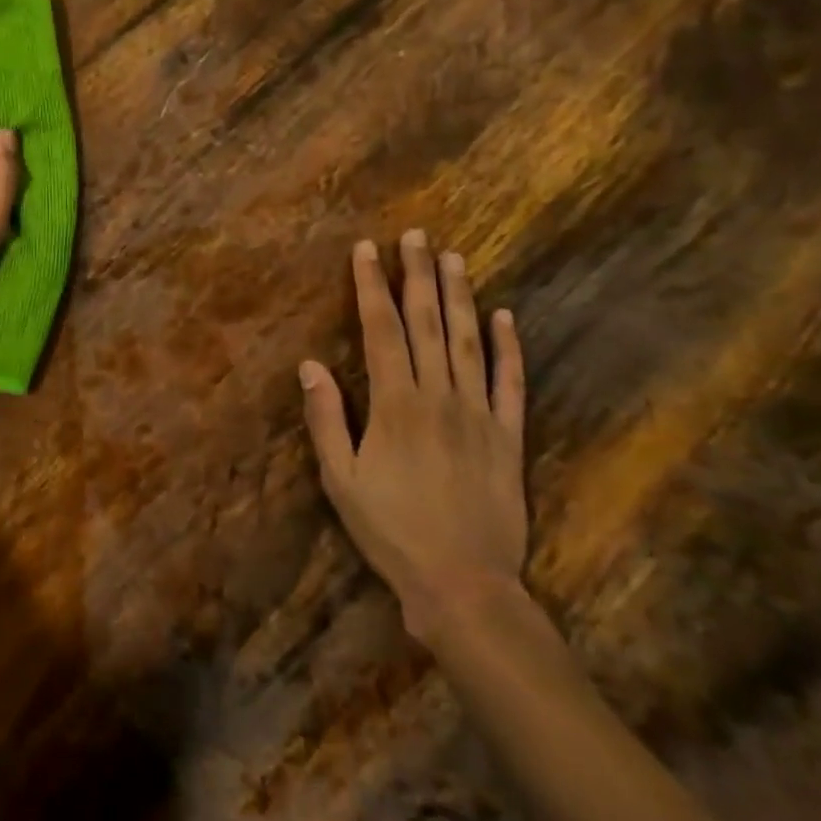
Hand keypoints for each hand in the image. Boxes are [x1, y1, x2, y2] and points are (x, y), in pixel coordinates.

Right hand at [299, 231, 527, 642]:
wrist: (464, 586)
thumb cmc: (391, 531)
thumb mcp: (340, 479)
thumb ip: (326, 418)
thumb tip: (310, 363)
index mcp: (395, 404)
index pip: (382, 330)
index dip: (371, 286)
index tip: (367, 250)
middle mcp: (438, 396)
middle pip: (427, 323)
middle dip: (417, 275)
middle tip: (415, 235)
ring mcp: (479, 413)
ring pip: (468, 341)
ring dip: (460, 296)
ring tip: (453, 257)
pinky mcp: (509, 436)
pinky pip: (511, 383)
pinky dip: (509, 347)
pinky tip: (505, 316)